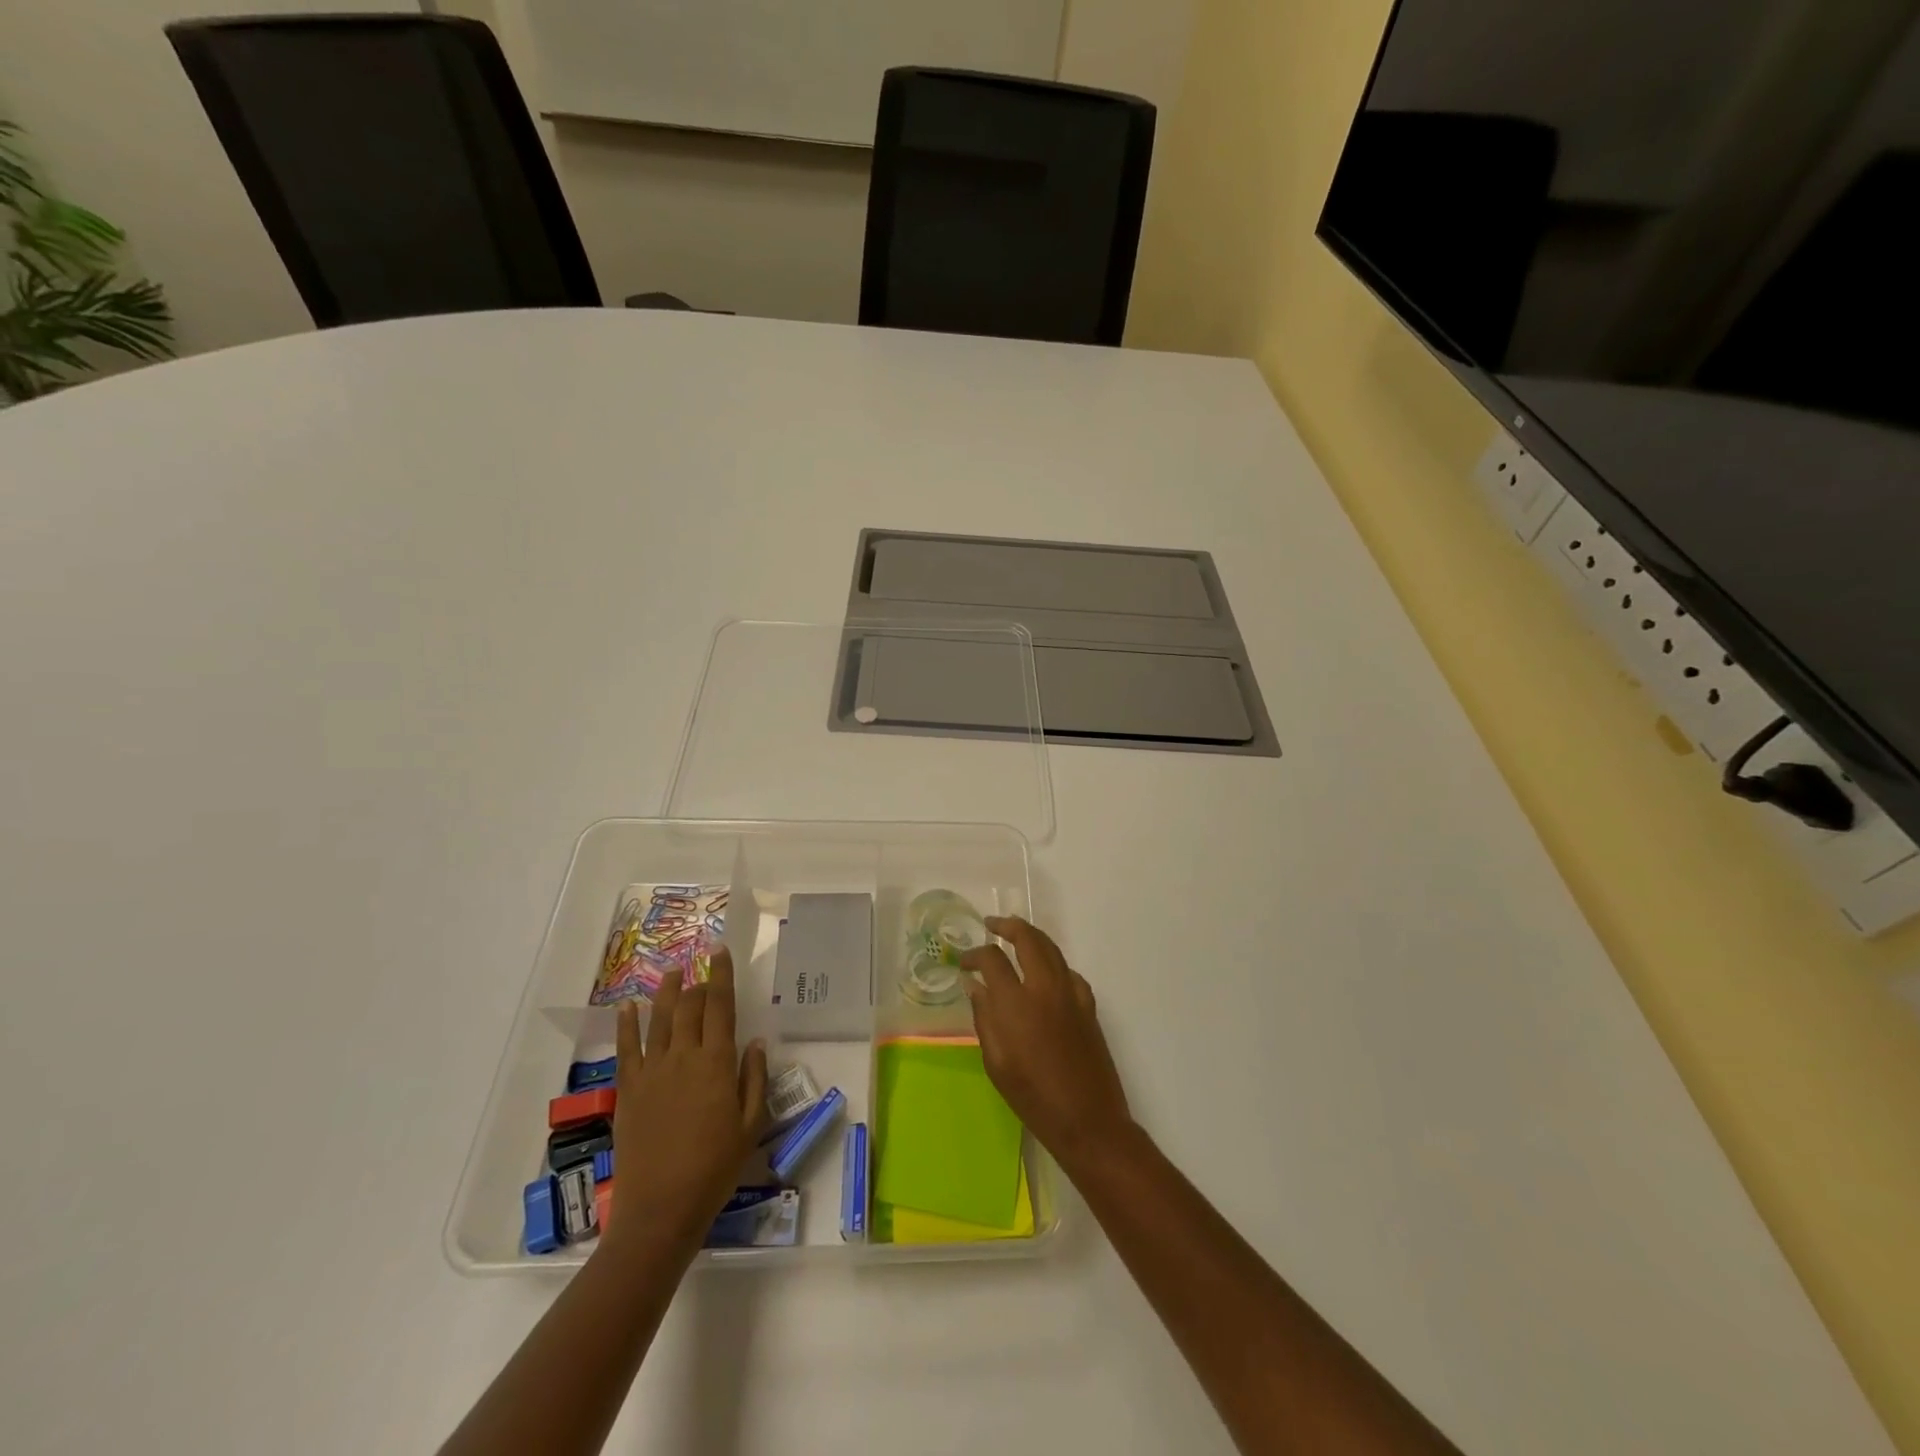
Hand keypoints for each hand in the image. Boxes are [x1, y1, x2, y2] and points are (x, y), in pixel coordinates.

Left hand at [607, 946, 767, 1255]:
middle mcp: (683, 1057)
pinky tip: (628, 1007)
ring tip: (671, 972)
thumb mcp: (750, 1126)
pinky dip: (627, 1025)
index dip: (721, 977)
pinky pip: (627, 1049)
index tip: (720, 953)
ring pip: (658, 1020)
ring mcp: (652, 1072)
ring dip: (665, 992)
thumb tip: (754, 1042)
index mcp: (716, 1063)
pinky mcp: (628, 1090)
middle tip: (701, 967)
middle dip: (696, 982)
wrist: (661, 1209)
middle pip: (688, 1007)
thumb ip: (753, 1079)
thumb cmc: (715, 1168)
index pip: (720, 1007)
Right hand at [962, 916, 1133, 1169]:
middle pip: (1028, 939)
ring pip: (1051, 948)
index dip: (975, 955)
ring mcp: (1071, 993)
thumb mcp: (996, 1062)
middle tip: (991, 925)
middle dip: (1007, 926)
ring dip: (1031, 936)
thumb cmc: (1033, 1097)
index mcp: (1017, 1003)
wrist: (1087, 1120)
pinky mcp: (1088, 1005)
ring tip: (1015, 936)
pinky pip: (1068, 970)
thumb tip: (975, 986)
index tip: (964, 963)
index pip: (992, 959)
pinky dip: (1052, 962)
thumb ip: (984, 1018)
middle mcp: (1045, 988)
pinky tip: (1044, 972)